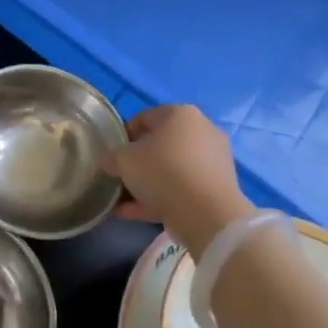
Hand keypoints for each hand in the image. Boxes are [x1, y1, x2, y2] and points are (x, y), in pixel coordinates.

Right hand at [103, 104, 258, 256]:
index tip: (111, 155)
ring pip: (171, 169)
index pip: (144, 118)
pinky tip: (136, 214)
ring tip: (124, 202)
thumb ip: (111, 157)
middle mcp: (201, 130)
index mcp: (180, 114)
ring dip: (148, 184)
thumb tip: (109, 161)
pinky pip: (182, 188)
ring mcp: (213, 159)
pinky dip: (161, 198)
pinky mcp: (218, 186)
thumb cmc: (162, 172)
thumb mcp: (123, 160)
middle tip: (120, 177)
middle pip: (160, 144)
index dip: (123, 136)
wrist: (206, 213)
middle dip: (138, 162)